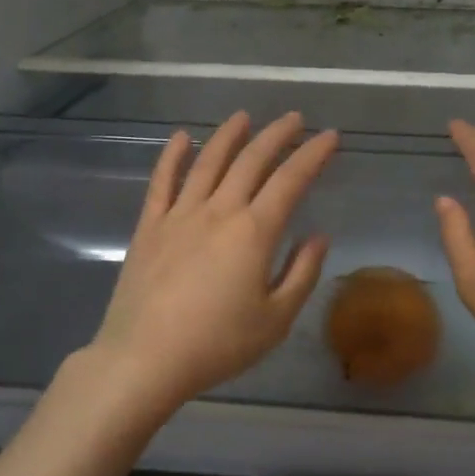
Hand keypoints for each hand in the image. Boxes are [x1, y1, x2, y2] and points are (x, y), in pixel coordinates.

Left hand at [82, 111, 337, 422]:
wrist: (144, 359)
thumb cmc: (217, 344)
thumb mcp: (275, 319)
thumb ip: (301, 273)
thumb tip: (317, 236)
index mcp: (254, 232)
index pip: (290, 181)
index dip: (312, 155)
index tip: (330, 137)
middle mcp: (218, 211)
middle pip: (251, 161)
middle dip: (276, 135)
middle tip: (294, 119)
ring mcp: (179, 215)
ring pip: (208, 162)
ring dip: (228, 136)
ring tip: (244, 117)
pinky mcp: (149, 227)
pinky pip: (161, 182)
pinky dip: (172, 156)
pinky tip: (181, 138)